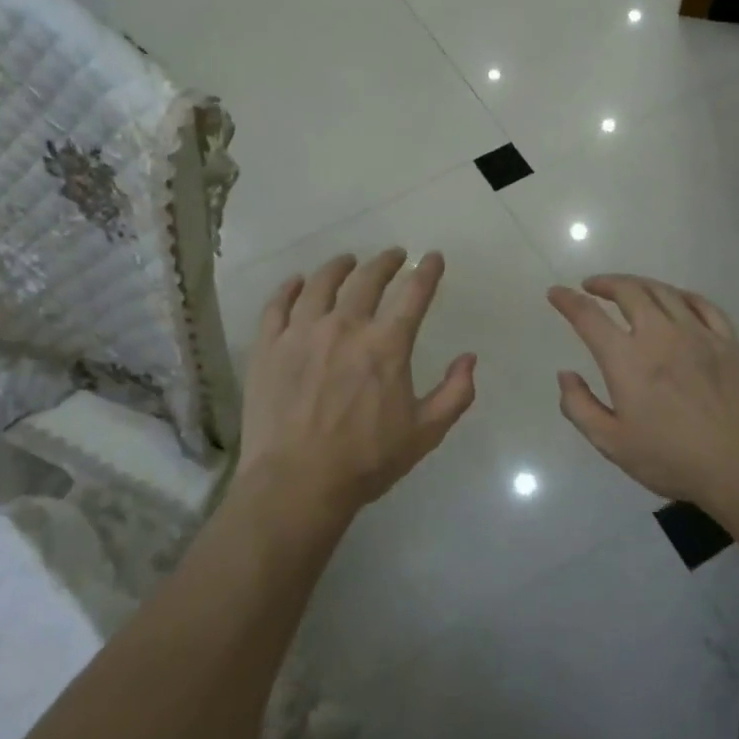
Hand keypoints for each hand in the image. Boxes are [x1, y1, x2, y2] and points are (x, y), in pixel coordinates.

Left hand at [240, 250, 476, 521]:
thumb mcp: (424, 433)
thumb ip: (454, 393)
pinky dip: (290, 288)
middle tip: (393, 255)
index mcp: (385, 345)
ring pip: (321, 283)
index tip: (434, 257)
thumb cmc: (365, 460)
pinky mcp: (269, 346)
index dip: (427, 272)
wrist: (296, 483)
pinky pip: (278, 305)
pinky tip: (297, 283)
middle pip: (367, 279)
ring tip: (347, 261)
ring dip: (339, 267)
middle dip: (385, 262)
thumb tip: (470, 358)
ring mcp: (302, 333)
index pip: (413, 294)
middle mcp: (345, 326)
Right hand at [548, 275, 738, 509]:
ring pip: (663, 291)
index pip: (588, 316)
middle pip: (628, 291)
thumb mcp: (612, 443)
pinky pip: (701, 304)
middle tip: (592, 286)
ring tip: (628, 288)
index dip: (568, 300)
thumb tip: (565, 374)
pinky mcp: (727, 340)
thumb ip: (580, 407)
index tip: (556, 293)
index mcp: (627, 359)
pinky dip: (680, 295)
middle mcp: (659, 335)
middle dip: (605, 283)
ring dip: (639, 284)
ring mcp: (698, 333)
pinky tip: (675, 299)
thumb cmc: (672, 458)